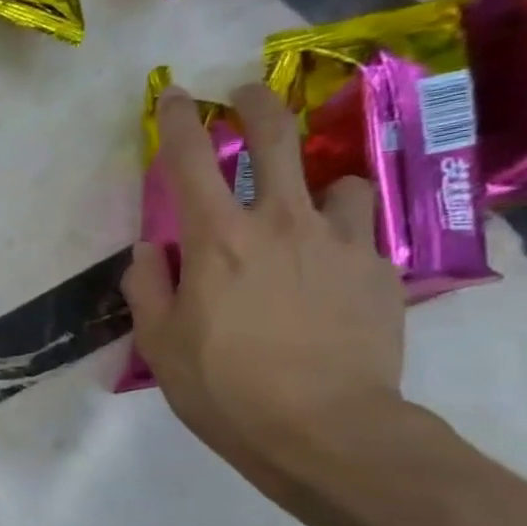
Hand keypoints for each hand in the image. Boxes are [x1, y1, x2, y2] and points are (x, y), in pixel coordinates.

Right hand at [121, 83, 407, 494]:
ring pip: (335, 183)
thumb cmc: (224, 388)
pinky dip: (343, 237)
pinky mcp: (379, 271)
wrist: (324, 431)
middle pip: (274, 139)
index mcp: (216, 240)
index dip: (179, 119)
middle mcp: (279, 223)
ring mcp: (338, 242)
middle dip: (255, 105)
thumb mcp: (159, 345)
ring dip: (315, 188)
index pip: (191, 159)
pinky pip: (362, 232)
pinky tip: (334, 270)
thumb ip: (147, 287)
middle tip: (245, 95)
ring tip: (308, 212)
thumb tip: (150, 250)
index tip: (174, 94)